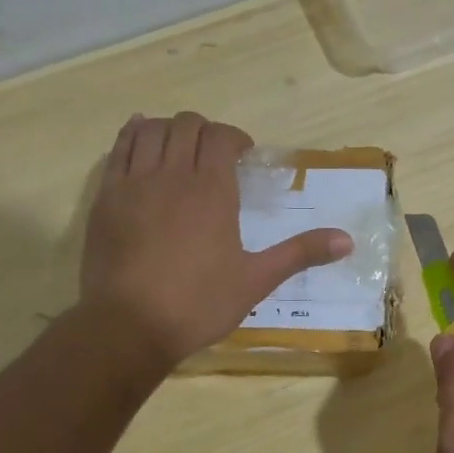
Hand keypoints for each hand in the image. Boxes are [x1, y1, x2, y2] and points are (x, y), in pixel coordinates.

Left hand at [80, 113, 352, 368]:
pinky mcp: (105, 197)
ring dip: (169, 129)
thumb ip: (301, 253)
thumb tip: (348, 241)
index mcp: (211, 189)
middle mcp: (172, 174)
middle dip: (205, 131)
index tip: (244, 155)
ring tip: (180, 147)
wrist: (128, 327)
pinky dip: (132, 135)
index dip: (235, 138)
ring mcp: (133, 183)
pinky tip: (141, 140)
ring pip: (150, 130)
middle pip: (186, 125)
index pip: (221, 137)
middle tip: (215, 154)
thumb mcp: (257, 280)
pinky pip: (118, 149)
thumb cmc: (198, 303)